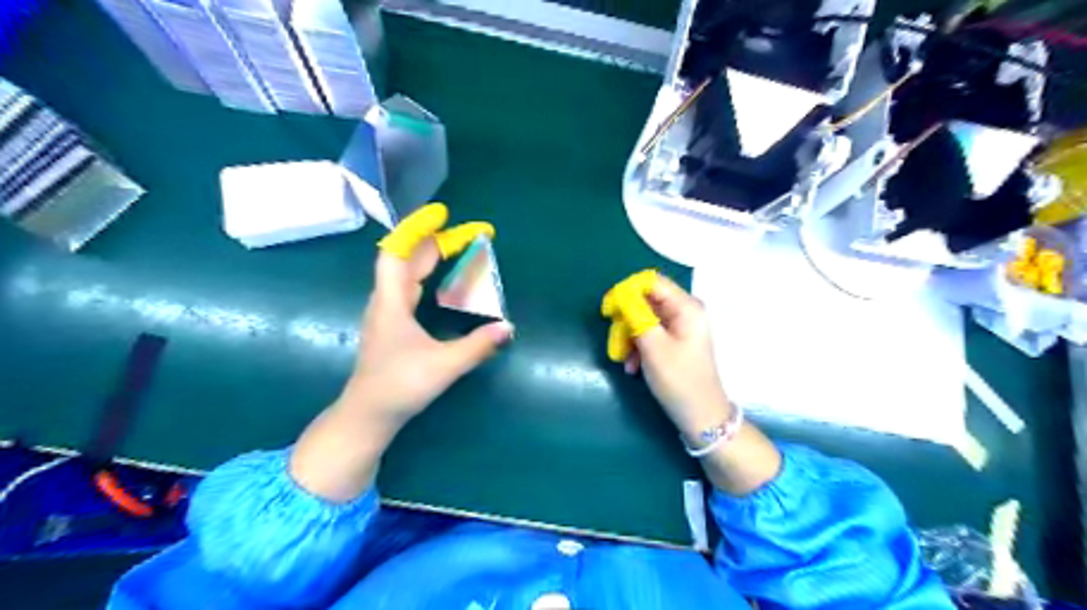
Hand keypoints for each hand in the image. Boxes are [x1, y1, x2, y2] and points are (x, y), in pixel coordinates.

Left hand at [348, 201, 516, 423]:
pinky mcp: (392, 325)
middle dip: (438, 241)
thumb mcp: (443, 366)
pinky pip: (410, 287)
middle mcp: (387, 301)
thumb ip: (477, 346)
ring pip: (408, 273)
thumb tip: (508, 328)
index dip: (417, 229)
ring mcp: (387, 313)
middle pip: (408, 259)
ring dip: (432, 257)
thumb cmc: (399, 386)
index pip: (397, 252)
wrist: (368, 415)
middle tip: (470, 234)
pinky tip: (442, 282)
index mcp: (391, 302)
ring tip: (459, 249)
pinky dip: (428, 275)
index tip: (442, 214)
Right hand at [603, 271, 780, 495]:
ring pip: (643, 318)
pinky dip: (637, 347)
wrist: (701, 417)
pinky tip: (632, 366)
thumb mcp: (653, 347)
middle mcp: (684, 311)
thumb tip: (620, 294)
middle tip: (614, 341)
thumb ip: (636, 315)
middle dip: (626, 320)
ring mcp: (679, 327)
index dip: (626, 291)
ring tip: (622, 359)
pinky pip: (649, 333)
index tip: (608, 310)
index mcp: (686, 307)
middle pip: (645, 300)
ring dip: (628, 337)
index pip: (651, 281)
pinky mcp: (673, 341)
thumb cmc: (679, 380)